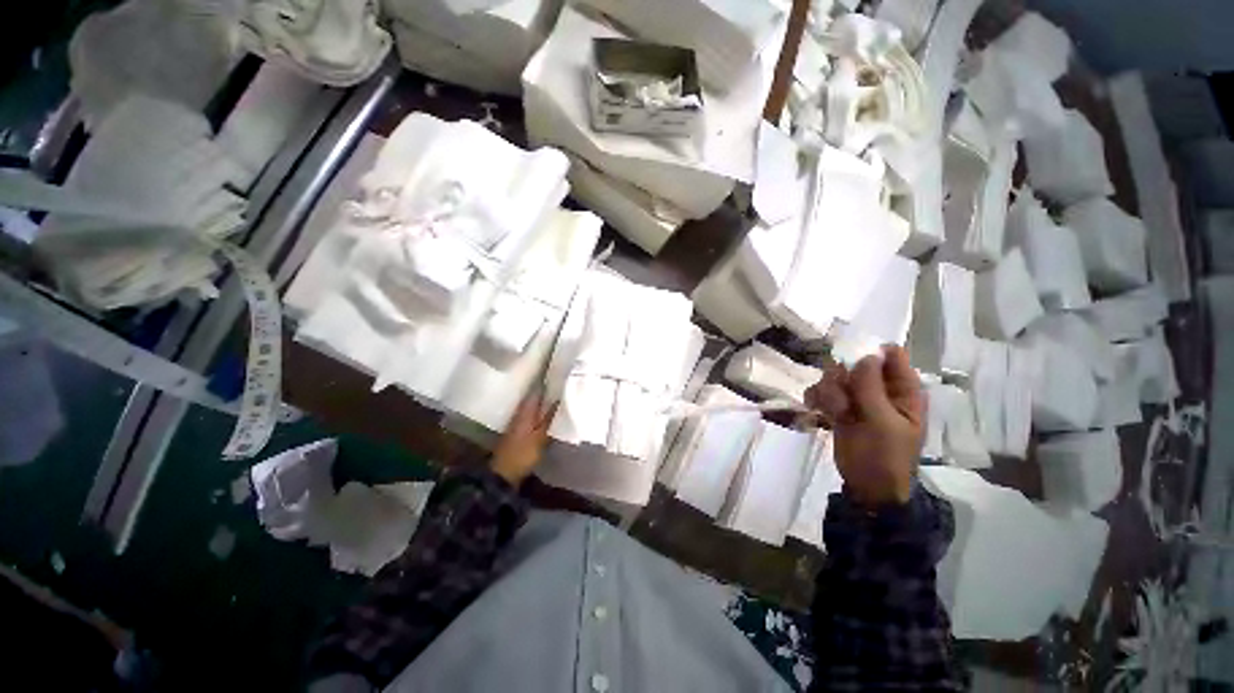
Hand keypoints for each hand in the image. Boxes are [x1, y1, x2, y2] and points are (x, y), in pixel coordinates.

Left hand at [490, 389, 558, 486]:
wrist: (503, 474)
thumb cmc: (522, 454)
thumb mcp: (540, 436)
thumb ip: (550, 418)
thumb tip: (559, 399)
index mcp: (525, 410)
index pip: (537, 390)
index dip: (548, 381)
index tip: (561, 374)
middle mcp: (521, 412)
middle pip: (537, 397)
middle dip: (549, 391)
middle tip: (566, 386)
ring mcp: (520, 421)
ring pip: (536, 406)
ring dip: (547, 402)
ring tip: (563, 398)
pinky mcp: (520, 431)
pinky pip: (535, 416)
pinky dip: (543, 413)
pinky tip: (553, 415)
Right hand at [805, 345, 924, 506]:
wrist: (867, 485)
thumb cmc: (886, 456)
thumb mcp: (883, 422)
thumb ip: (872, 388)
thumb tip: (865, 355)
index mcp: (902, 390)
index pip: (891, 355)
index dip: (870, 354)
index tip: (852, 366)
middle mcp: (879, 388)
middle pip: (855, 363)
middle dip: (843, 377)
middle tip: (842, 395)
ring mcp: (857, 398)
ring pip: (835, 376)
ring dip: (829, 391)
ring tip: (835, 412)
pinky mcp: (838, 407)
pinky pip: (821, 390)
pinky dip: (816, 397)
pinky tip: (816, 410)